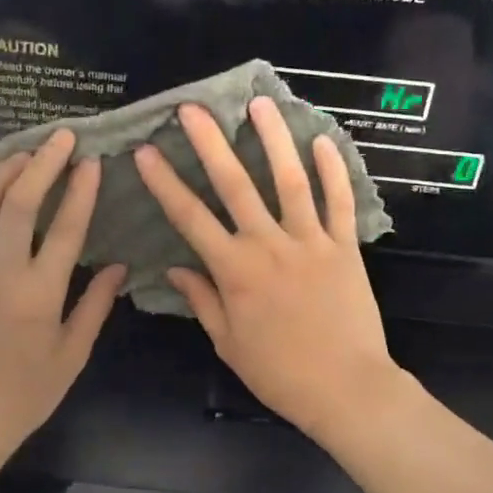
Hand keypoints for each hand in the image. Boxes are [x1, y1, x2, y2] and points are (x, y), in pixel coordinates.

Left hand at [0, 130, 125, 457]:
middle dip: (43, 164)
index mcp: (39, 295)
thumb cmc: (26, 393)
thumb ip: (95, 304)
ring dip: (4, 172)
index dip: (80, 190)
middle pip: (20, 203)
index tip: (91, 161)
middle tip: (61, 137)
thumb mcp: (72, 354)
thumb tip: (119, 265)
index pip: (65, 228)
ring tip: (26, 151)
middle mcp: (1, 274)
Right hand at [134, 98, 393, 444]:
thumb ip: (202, 300)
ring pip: (290, 180)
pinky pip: (340, 202)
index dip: (165, 182)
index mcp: (234, 270)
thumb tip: (175, 269)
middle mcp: (268, 245)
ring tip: (261, 103)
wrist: (346, 389)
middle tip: (193, 108)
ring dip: (274, 139)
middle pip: (235, 185)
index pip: (190, 217)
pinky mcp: (345, 247)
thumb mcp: (228, 343)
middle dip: (211, 143)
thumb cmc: (280, 372)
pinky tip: (323, 140)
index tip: (146, 151)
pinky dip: (333, 171)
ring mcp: (310, 241)